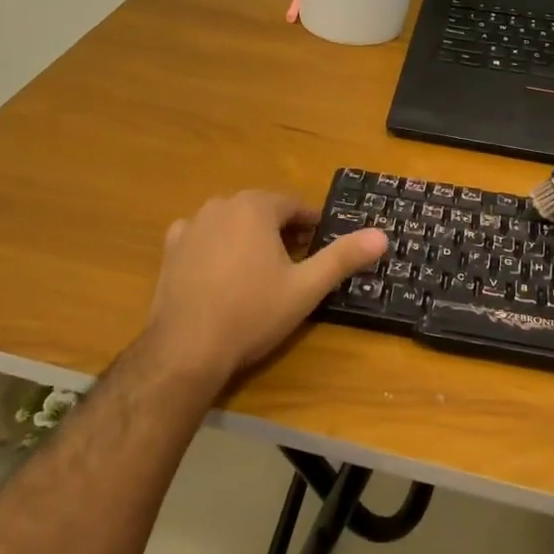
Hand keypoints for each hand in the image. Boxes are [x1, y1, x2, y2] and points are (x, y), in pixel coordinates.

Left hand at [140, 191, 388, 389]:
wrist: (187, 348)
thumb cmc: (253, 313)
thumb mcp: (306, 288)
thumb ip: (343, 257)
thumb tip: (382, 235)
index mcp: (256, 207)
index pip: (294, 205)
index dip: (312, 224)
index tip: (323, 245)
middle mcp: (221, 205)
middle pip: (262, 210)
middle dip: (282, 230)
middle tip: (298, 262)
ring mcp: (192, 225)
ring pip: (232, 222)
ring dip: (250, 237)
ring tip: (262, 270)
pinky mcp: (171, 249)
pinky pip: (202, 237)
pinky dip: (216, 247)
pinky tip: (222, 272)